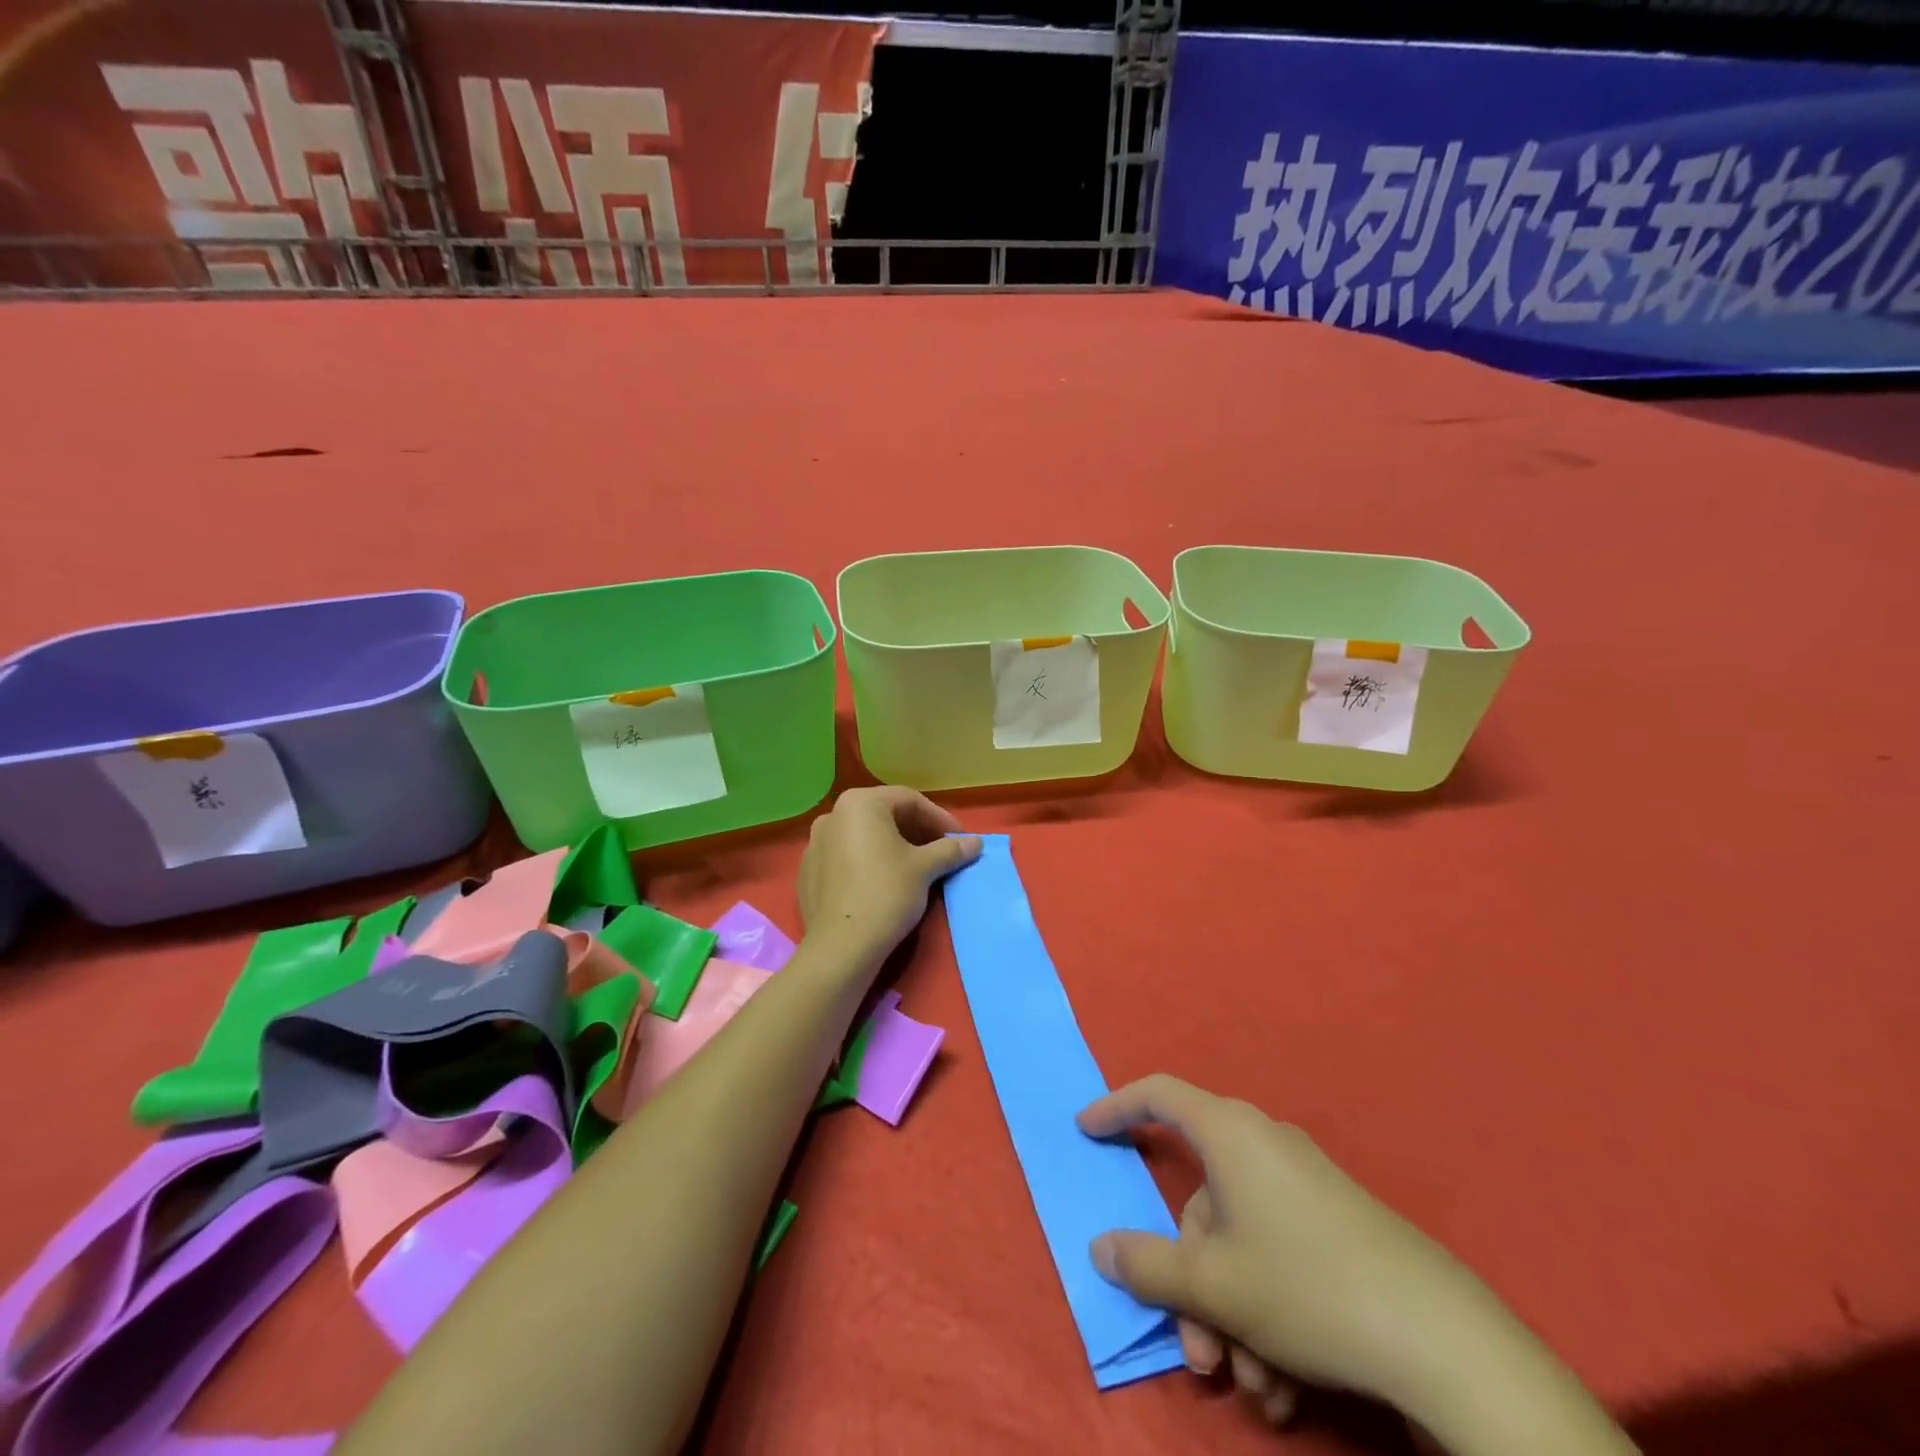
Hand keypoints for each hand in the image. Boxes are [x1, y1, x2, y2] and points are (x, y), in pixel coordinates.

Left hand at [797, 787, 980, 970]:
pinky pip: (846, 857)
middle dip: (917, 831)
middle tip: (942, 851)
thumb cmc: (886, 893)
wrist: (841, 946)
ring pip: (864, 836)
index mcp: (859, 803)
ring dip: (894, 846)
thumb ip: (950, 849)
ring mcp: (816, 843)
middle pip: (885, 815)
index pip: (909, 800)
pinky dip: (869, 861)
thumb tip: (976, 843)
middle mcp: (833, 815)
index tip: (959, 839)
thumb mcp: (924, 868)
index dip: (939, 818)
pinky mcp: (808, 872)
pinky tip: (885, 882)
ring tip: (917, 867)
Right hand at [1078, 1076, 1528, 1433]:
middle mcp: (1263, 1145)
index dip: (1116, 1107)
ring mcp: (1302, 1184)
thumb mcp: (1213, 1284)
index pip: (1159, 1096)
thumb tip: (1101, 1246)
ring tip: (1255, 1389)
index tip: (1086, 1130)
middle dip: (1190, 1285)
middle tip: (1199, 1355)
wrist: (1441, 1339)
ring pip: (1238, 1243)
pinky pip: (1276, 1256)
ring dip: (1230, 1316)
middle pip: (1200, 1203)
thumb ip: (1146, 1264)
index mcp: (1230, 1133)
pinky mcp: (1335, 1225)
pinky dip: (1266, 1314)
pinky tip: (1286, 1385)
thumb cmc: (1306, 1287)